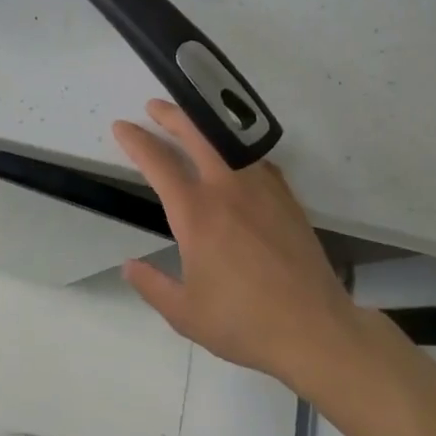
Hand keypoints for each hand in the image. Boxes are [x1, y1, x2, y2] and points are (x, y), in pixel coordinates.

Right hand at [113, 101, 355, 391]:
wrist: (315, 330)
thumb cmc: (243, 322)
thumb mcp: (184, 313)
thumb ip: (152, 285)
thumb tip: (129, 267)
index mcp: (196, 213)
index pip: (158, 163)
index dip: (136, 140)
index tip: (121, 127)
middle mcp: (227, 190)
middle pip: (197, 135)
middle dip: (172, 115)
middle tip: (154, 106)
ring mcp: (262, 190)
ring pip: (230, 143)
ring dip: (205, 128)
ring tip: (193, 125)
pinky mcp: (287, 200)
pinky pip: (258, 161)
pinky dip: (239, 151)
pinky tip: (236, 160)